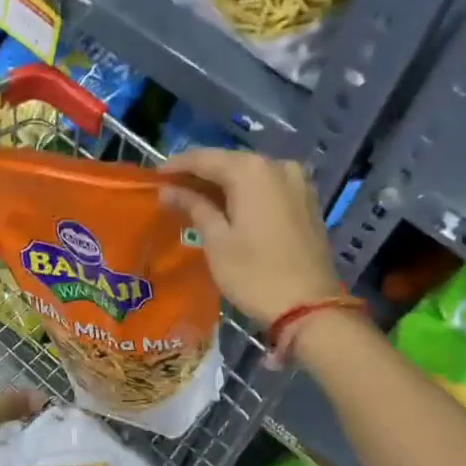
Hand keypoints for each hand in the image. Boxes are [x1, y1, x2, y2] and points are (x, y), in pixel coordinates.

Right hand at [160, 149, 345, 325]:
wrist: (310, 307)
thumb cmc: (255, 275)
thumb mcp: (217, 241)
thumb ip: (193, 207)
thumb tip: (168, 190)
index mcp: (251, 170)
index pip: (204, 158)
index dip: (177, 165)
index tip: (155, 177)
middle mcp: (277, 165)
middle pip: (229, 162)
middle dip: (200, 174)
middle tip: (172, 190)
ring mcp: (297, 182)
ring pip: (250, 174)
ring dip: (223, 184)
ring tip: (196, 200)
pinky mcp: (307, 201)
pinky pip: (268, 187)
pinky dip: (246, 193)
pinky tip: (229, 207)